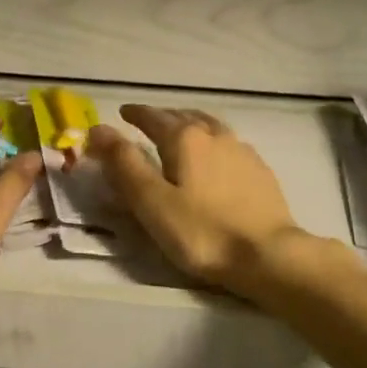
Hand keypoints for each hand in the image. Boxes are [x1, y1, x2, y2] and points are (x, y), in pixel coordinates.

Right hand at [87, 105, 306, 296]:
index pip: (153, 117)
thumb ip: (124, 164)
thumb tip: (98, 128)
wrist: (268, 254)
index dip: (135, 114)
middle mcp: (215, 135)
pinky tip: (216, 157)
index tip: (123, 113)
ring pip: (210, 126)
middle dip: (162, 116)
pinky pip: (229, 144)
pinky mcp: (260, 171)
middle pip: (183, 116)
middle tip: (147, 123)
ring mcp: (242, 151)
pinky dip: (213, 142)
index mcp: (185, 139)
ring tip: (181, 131)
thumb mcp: (152, 202)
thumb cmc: (202, 232)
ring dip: (190, 124)